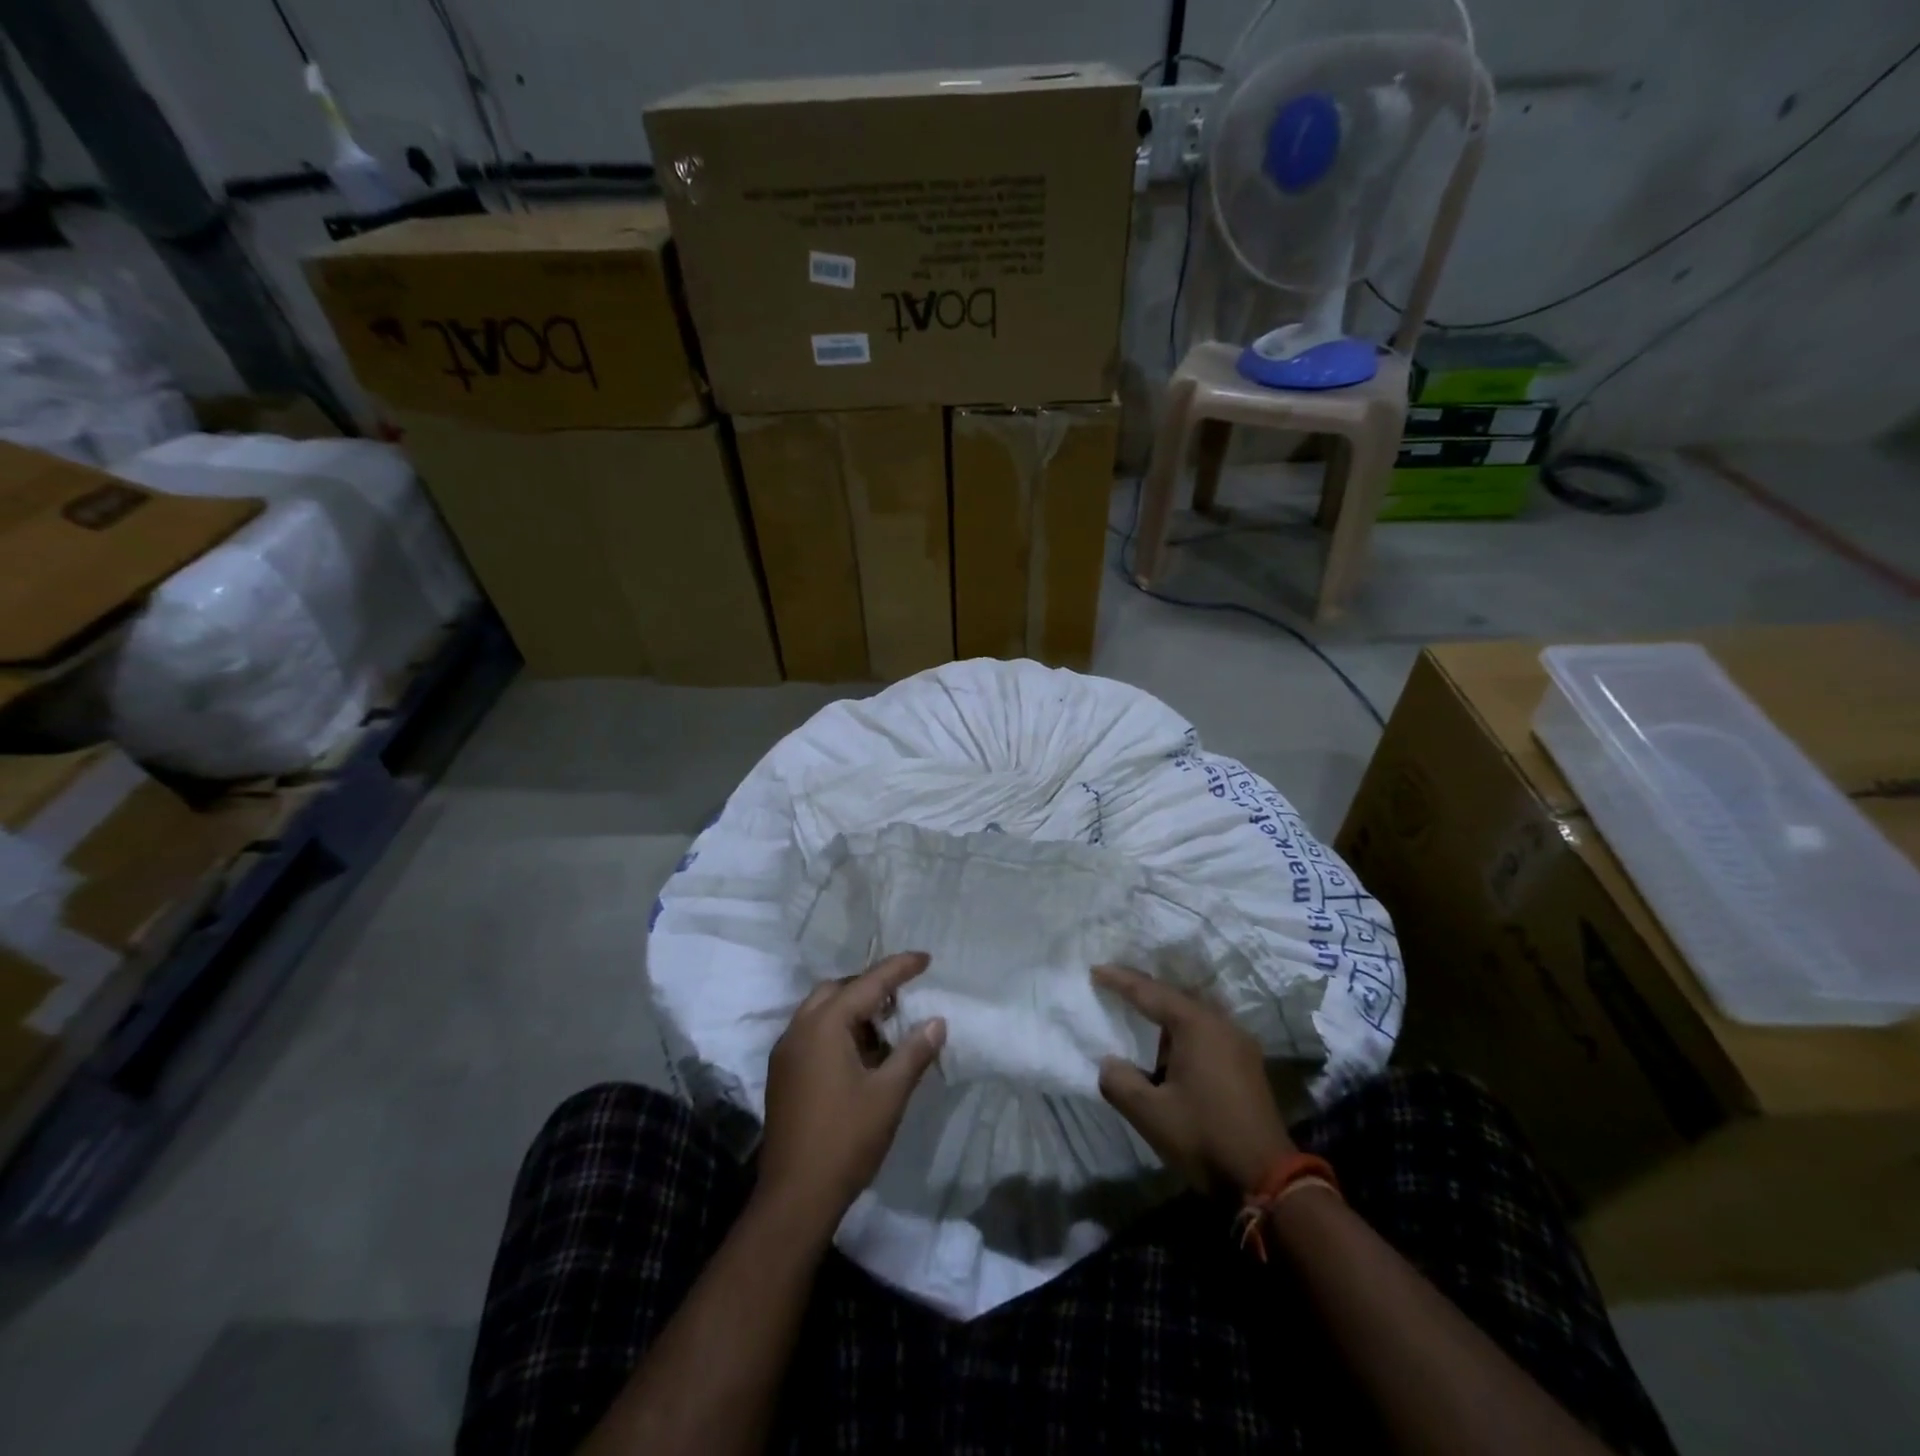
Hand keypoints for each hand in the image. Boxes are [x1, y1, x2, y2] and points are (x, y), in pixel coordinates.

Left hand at [760, 953, 946, 1230]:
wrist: (795, 1197)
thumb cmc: (846, 1139)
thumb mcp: (889, 1094)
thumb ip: (914, 1052)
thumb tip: (936, 1021)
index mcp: (824, 1025)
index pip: (868, 984)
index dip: (899, 969)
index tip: (925, 958)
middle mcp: (799, 1029)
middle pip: (837, 990)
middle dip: (870, 986)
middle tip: (903, 996)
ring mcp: (786, 1053)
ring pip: (821, 1011)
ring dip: (853, 1010)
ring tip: (887, 1026)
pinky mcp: (783, 1075)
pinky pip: (812, 1033)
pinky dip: (838, 1030)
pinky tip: (862, 1054)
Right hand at [1092, 964, 1295, 1192]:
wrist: (1268, 1179)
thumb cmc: (1204, 1137)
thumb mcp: (1150, 1113)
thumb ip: (1119, 1081)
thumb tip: (1109, 1062)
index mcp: (1196, 1024)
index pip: (1150, 992)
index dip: (1119, 980)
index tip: (1095, 970)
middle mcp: (1221, 1023)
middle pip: (1175, 995)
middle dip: (1145, 989)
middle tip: (1116, 984)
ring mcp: (1239, 1042)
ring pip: (1194, 1013)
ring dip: (1166, 1011)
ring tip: (1140, 1011)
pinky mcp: (1247, 1063)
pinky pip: (1208, 1030)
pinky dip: (1184, 1029)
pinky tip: (1171, 1044)